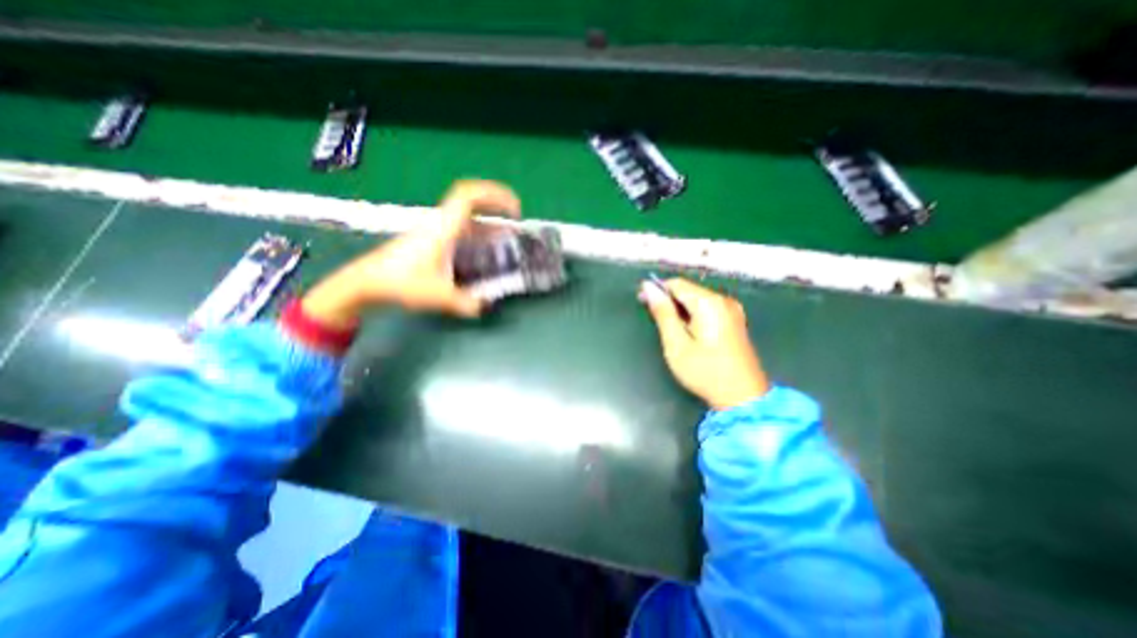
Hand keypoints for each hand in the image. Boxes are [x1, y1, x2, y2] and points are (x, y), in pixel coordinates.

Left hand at [298, 179, 517, 328]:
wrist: (366, 283)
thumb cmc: (401, 283)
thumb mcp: (440, 297)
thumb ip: (468, 304)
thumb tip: (488, 306)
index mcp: (444, 227)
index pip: (469, 195)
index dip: (495, 195)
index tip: (515, 209)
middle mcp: (440, 222)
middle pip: (471, 201)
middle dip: (497, 206)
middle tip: (516, 220)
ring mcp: (434, 229)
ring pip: (467, 217)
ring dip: (488, 223)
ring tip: (506, 239)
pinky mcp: (431, 238)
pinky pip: (460, 228)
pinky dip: (477, 233)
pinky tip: (484, 250)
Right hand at [643, 277, 766, 408]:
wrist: (743, 398)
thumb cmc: (705, 372)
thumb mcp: (676, 344)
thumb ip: (663, 313)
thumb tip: (649, 286)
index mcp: (709, 303)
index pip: (677, 283)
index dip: (657, 288)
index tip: (641, 300)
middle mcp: (724, 300)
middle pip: (688, 290)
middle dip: (668, 300)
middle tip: (654, 319)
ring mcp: (732, 310)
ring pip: (697, 299)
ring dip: (679, 308)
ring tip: (668, 328)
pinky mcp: (735, 320)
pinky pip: (707, 308)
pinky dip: (692, 315)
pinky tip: (686, 331)